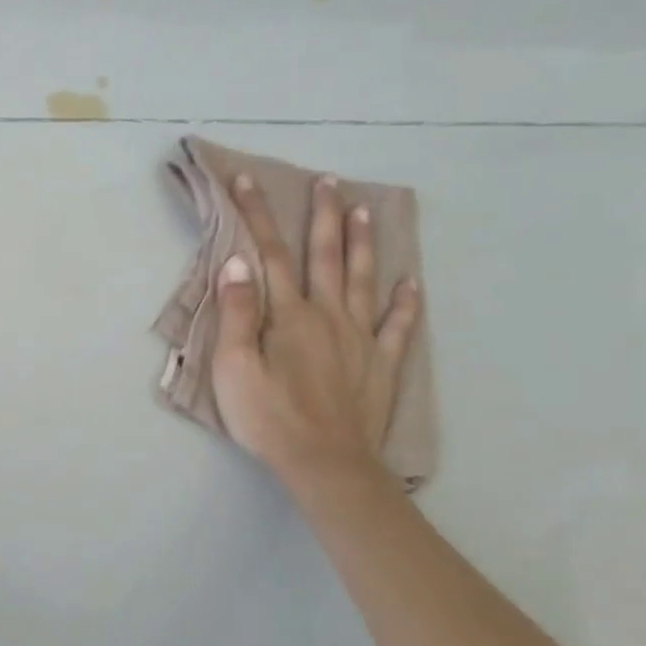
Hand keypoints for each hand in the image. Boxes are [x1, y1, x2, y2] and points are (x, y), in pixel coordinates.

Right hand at [209, 172, 421, 484]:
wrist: (326, 465)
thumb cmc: (269, 418)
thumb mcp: (235, 367)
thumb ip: (237, 313)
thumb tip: (238, 263)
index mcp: (290, 315)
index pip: (270, 253)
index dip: (258, 215)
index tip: (247, 181)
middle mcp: (330, 316)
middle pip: (327, 256)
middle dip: (324, 215)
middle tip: (327, 181)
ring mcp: (361, 339)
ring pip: (364, 280)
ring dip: (363, 243)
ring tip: (364, 210)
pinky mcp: (381, 365)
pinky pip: (398, 326)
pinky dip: (405, 301)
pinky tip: (411, 282)